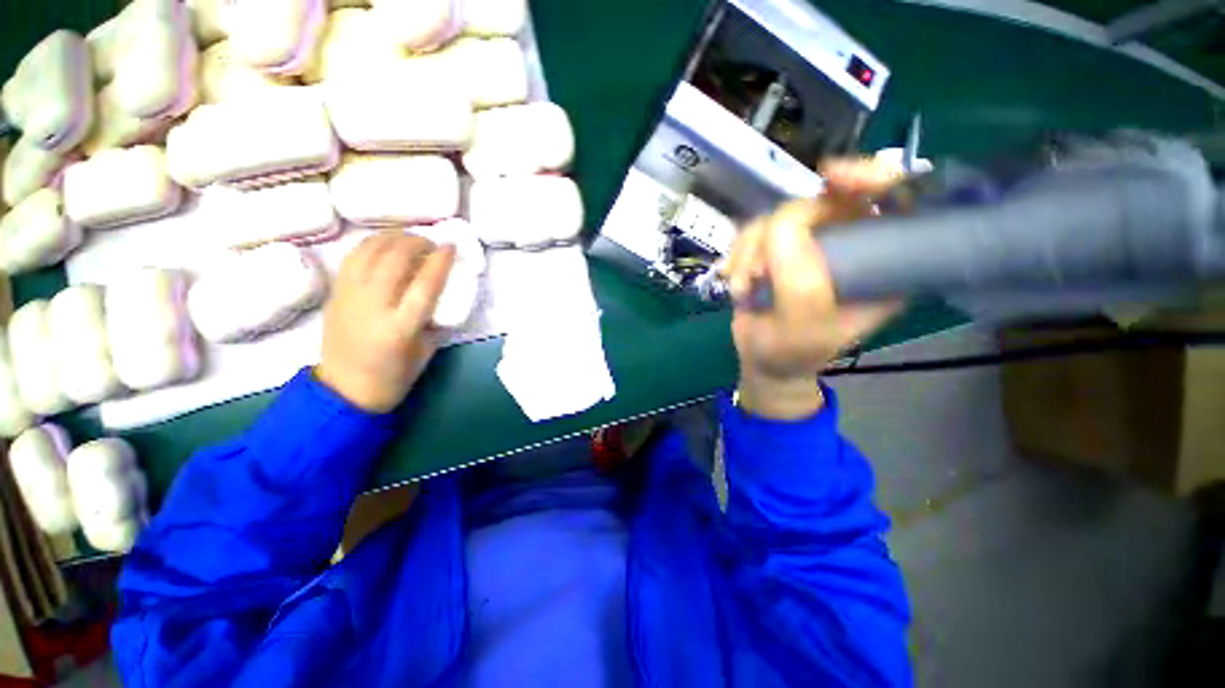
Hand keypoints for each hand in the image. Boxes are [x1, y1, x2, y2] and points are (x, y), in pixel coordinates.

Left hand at [315, 231, 455, 412]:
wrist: (344, 390)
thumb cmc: (393, 377)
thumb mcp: (426, 352)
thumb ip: (435, 321)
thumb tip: (444, 295)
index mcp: (400, 329)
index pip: (424, 285)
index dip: (440, 262)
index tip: (451, 247)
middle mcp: (372, 308)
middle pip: (393, 260)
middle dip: (415, 243)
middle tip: (430, 242)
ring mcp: (349, 298)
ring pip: (368, 253)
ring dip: (391, 238)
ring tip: (408, 238)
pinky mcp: (334, 295)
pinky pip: (351, 259)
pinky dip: (370, 245)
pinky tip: (383, 245)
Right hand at [723, 158, 903, 419]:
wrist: (763, 359)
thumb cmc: (793, 350)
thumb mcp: (804, 324)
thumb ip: (799, 278)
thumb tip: (781, 226)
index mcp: (878, 261)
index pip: (892, 200)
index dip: (870, 176)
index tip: (832, 177)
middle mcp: (847, 244)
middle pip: (820, 200)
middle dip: (778, 235)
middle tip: (757, 274)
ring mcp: (809, 244)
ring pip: (777, 216)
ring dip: (750, 253)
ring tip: (744, 289)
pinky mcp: (776, 248)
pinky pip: (753, 230)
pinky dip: (738, 255)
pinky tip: (738, 283)